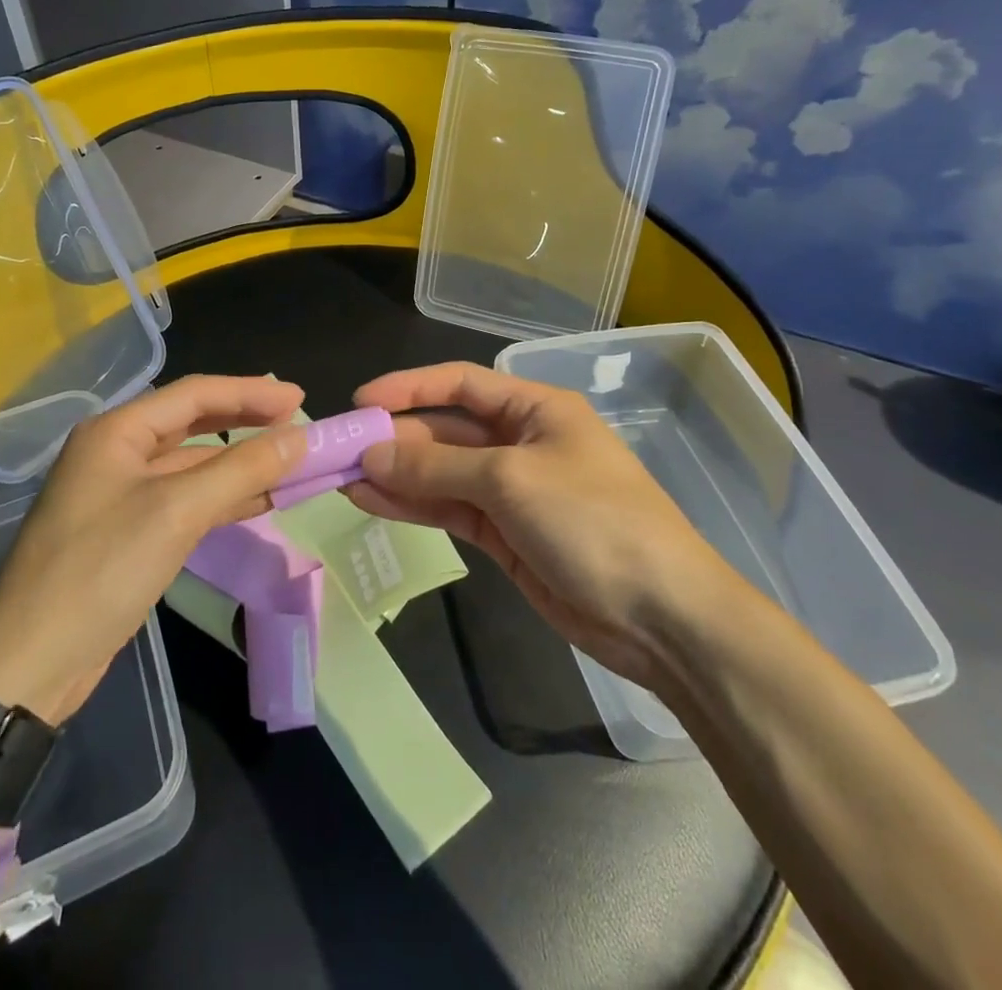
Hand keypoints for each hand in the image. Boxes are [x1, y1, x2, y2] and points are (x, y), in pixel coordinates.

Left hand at [0, 375, 305, 721]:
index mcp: (116, 431)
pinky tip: (260, 500)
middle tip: (297, 423)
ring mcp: (121, 493)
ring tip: (290, 462)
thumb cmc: (101, 570)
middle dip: (246, 422)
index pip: (194, 394)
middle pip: (193, 423)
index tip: (299, 399)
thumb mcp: (177, 512)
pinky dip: (223, 496)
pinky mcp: (129, 531)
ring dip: (240, 462)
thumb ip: (241, 468)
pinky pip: (186, 499)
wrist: (31, 664)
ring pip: (193, 464)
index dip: (250, 392)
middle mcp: (116, 452)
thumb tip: (300, 437)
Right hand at [346, 362, 727, 686]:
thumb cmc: (593, 521)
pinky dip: (413, 506)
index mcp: (535, 409)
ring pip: (442, 474)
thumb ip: (436, 466)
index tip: (361, 400)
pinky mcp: (505, 535)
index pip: (460, 383)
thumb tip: (371, 453)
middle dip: (396, 439)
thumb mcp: (510, 481)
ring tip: (342, 477)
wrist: (661, 617)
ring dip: (396, 475)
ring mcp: (512, 491)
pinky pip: (450, 510)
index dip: (409, 387)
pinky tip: (371, 501)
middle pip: (446, 431)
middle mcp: (520, 442)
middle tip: (340, 450)